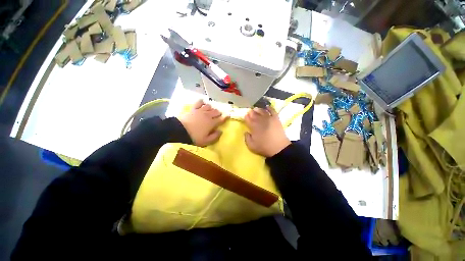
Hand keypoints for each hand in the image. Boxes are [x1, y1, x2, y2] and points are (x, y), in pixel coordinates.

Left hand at [178, 100, 227, 146]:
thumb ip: (215, 136)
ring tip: (210, 111)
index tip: (228, 115)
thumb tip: (221, 131)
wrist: (180, 131)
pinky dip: (202, 102)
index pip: (221, 119)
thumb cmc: (194, 137)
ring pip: (209, 106)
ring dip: (211, 108)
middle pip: (216, 111)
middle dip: (219, 113)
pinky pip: (199, 102)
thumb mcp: (206, 141)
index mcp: (212, 123)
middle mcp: (208, 115)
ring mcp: (200, 111)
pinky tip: (203, 103)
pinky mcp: (193, 109)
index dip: (225, 117)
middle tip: (218, 115)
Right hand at [244, 106, 290, 156]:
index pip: (248, 119)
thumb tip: (246, 132)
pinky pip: (272, 111)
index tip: (245, 116)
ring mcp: (269, 118)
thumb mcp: (251, 146)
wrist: (279, 148)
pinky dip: (269, 108)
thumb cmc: (264, 147)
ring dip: (258, 109)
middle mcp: (260, 120)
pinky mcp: (276, 119)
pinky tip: (267, 107)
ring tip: (256, 109)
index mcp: (253, 127)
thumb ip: (247, 138)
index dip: (246, 117)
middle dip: (251, 112)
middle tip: (250, 111)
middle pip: (254, 114)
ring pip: (262, 111)